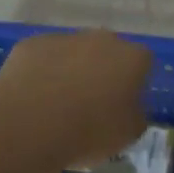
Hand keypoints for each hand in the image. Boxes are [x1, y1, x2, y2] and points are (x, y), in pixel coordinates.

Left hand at [0, 30, 152, 170]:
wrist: (30, 124)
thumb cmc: (89, 131)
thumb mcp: (129, 134)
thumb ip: (136, 115)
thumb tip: (130, 108)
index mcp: (132, 58)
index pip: (143, 63)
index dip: (135, 83)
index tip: (124, 105)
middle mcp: (101, 39)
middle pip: (107, 52)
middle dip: (102, 72)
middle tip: (92, 104)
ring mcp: (64, 38)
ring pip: (73, 53)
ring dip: (70, 71)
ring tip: (57, 106)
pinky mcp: (31, 44)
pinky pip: (43, 58)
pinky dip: (41, 73)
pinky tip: (33, 99)